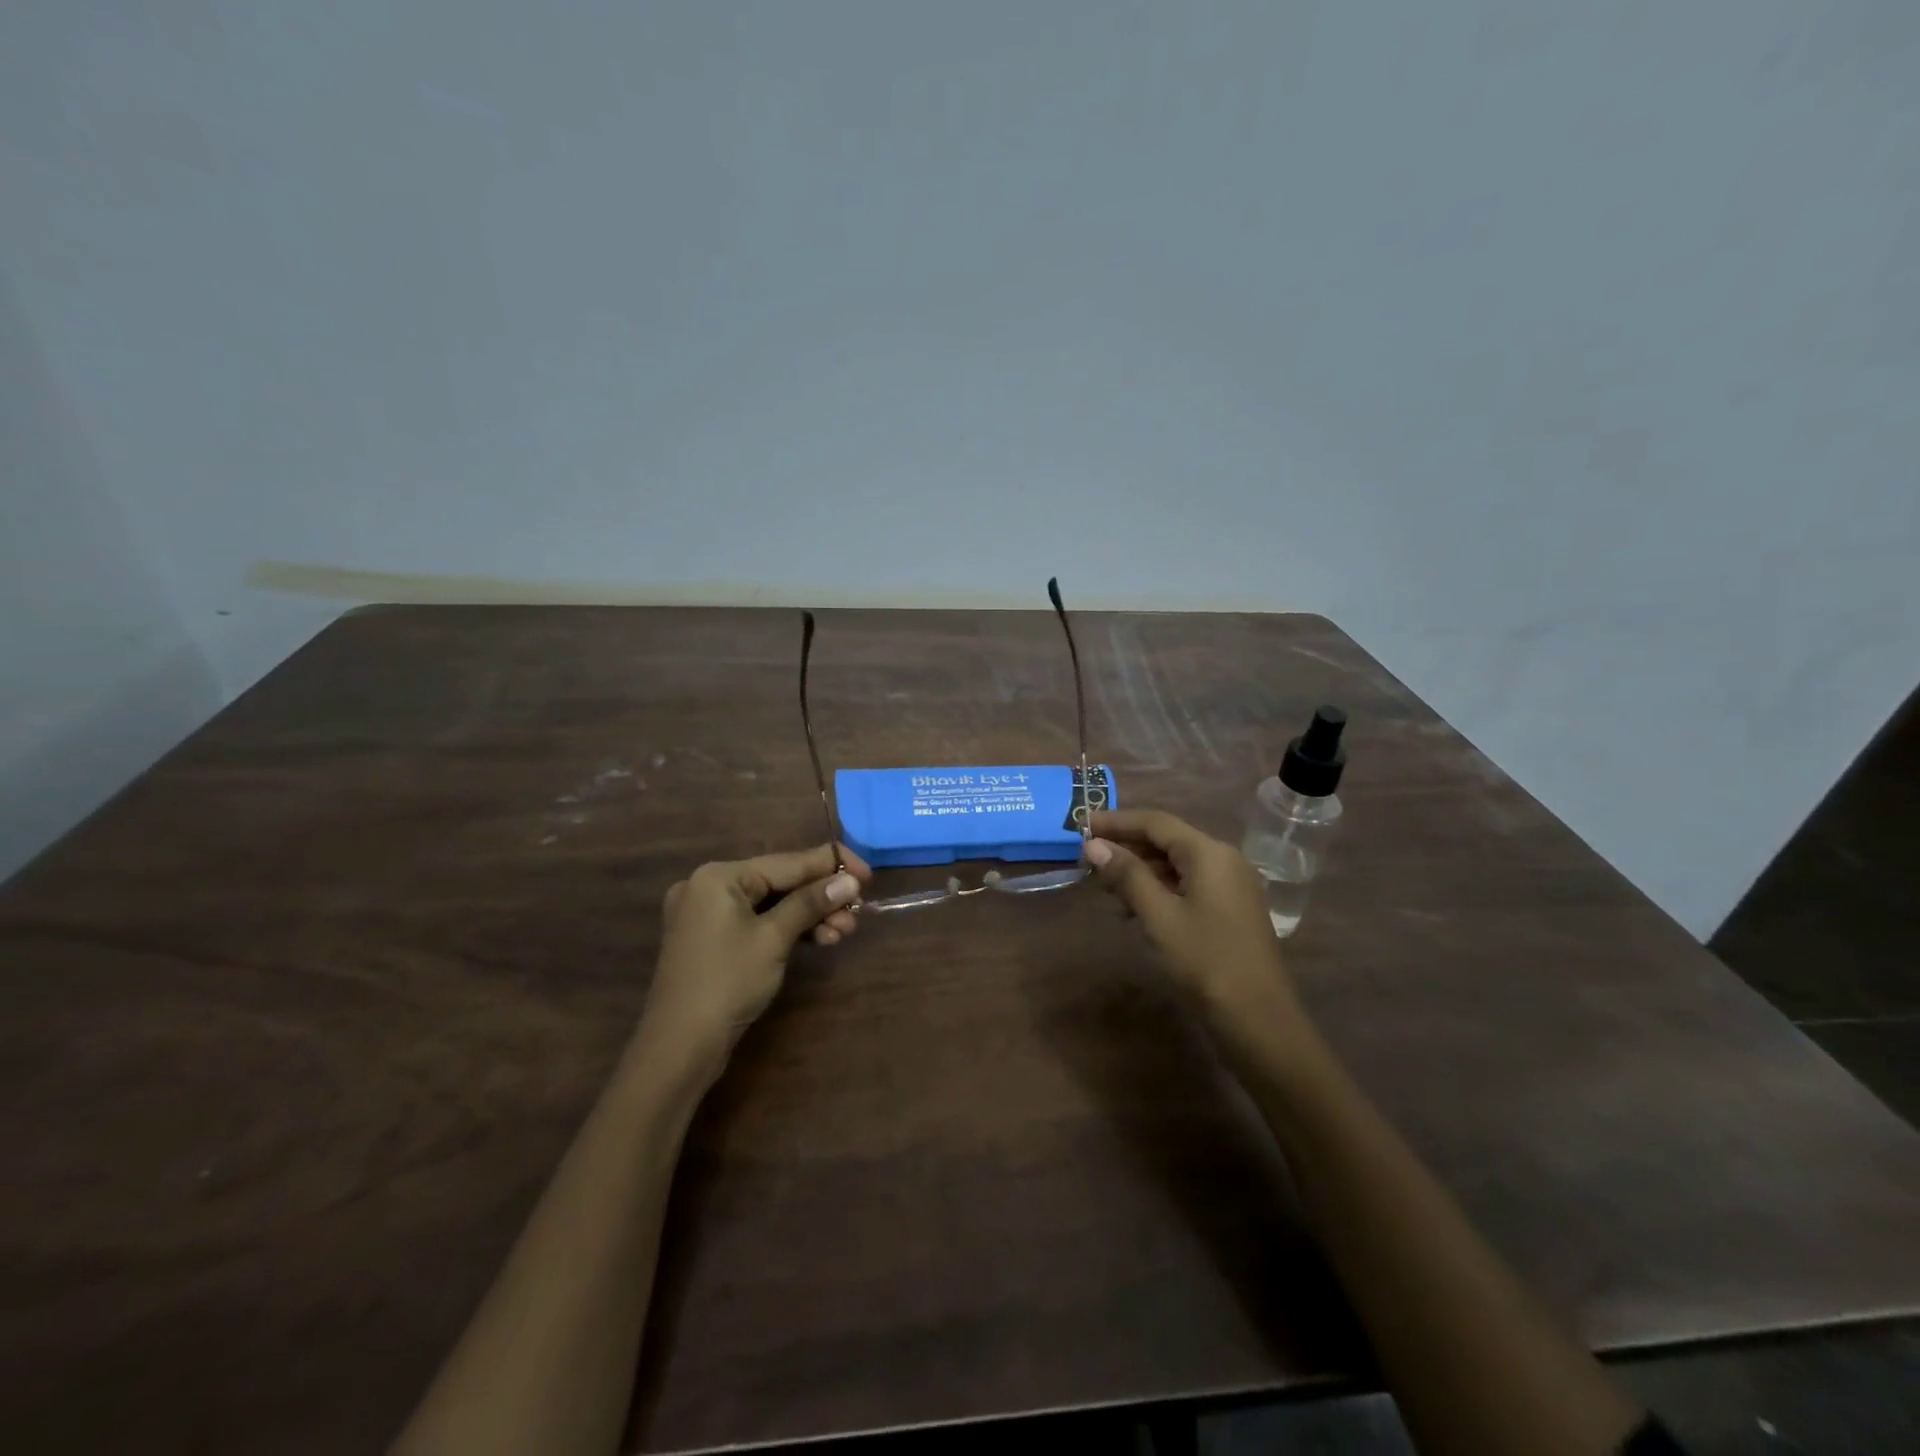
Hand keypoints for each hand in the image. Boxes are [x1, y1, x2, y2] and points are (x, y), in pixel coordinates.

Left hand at [637, 843, 869, 1078]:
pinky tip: (820, 939)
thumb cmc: (727, 982)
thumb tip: (850, 880)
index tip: (868, 874)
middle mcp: (710, 886)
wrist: (679, 1047)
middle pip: (780, 882)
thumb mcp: (774, 938)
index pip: (787, 861)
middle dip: (822, 897)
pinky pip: (758, 922)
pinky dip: (788, 929)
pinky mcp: (713, 939)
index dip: (831, 865)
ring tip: (844, 931)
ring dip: (810, 916)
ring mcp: (708, 914)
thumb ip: (812, 902)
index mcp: (719, 876)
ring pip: (772, 904)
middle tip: (858, 912)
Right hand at [1084, 809, 1312, 1056]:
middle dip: (1127, 846)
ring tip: (1105, 887)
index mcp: (1209, 853)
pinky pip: (1188, 884)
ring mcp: (1231, 885)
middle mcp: (1224, 860)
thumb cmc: (1206, 961)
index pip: (1156, 822)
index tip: (1082, 826)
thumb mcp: (1159, 916)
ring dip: (1140, 870)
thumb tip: (1094, 845)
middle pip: (1168, 839)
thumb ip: (1127, 875)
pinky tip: (1134, 909)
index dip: (1117, 821)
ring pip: (1177, 864)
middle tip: (1088, 859)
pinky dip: (1159, 888)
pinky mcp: (1230, 909)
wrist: (1259, 1020)